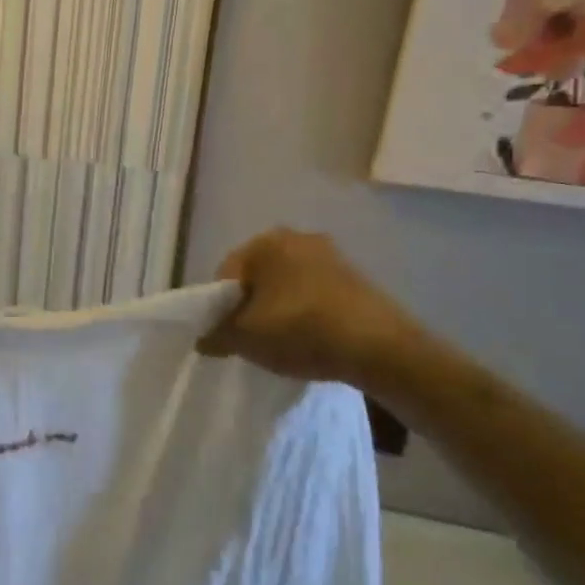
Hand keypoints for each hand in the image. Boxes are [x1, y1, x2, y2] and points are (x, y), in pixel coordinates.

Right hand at [197, 228, 419, 388]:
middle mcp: (296, 237)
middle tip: (252, 340)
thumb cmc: (300, 330)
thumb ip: (215, 336)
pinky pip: (314, 293)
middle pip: (256, 278)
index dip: (219, 309)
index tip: (227, 337)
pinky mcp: (355, 276)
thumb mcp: (245, 339)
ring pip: (286, 286)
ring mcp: (330, 255)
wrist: (380, 347)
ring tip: (283, 343)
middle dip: (249, 307)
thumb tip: (203, 339)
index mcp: (264, 242)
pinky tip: (311, 338)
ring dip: (278, 310)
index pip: (224, 276)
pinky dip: (305, 312)